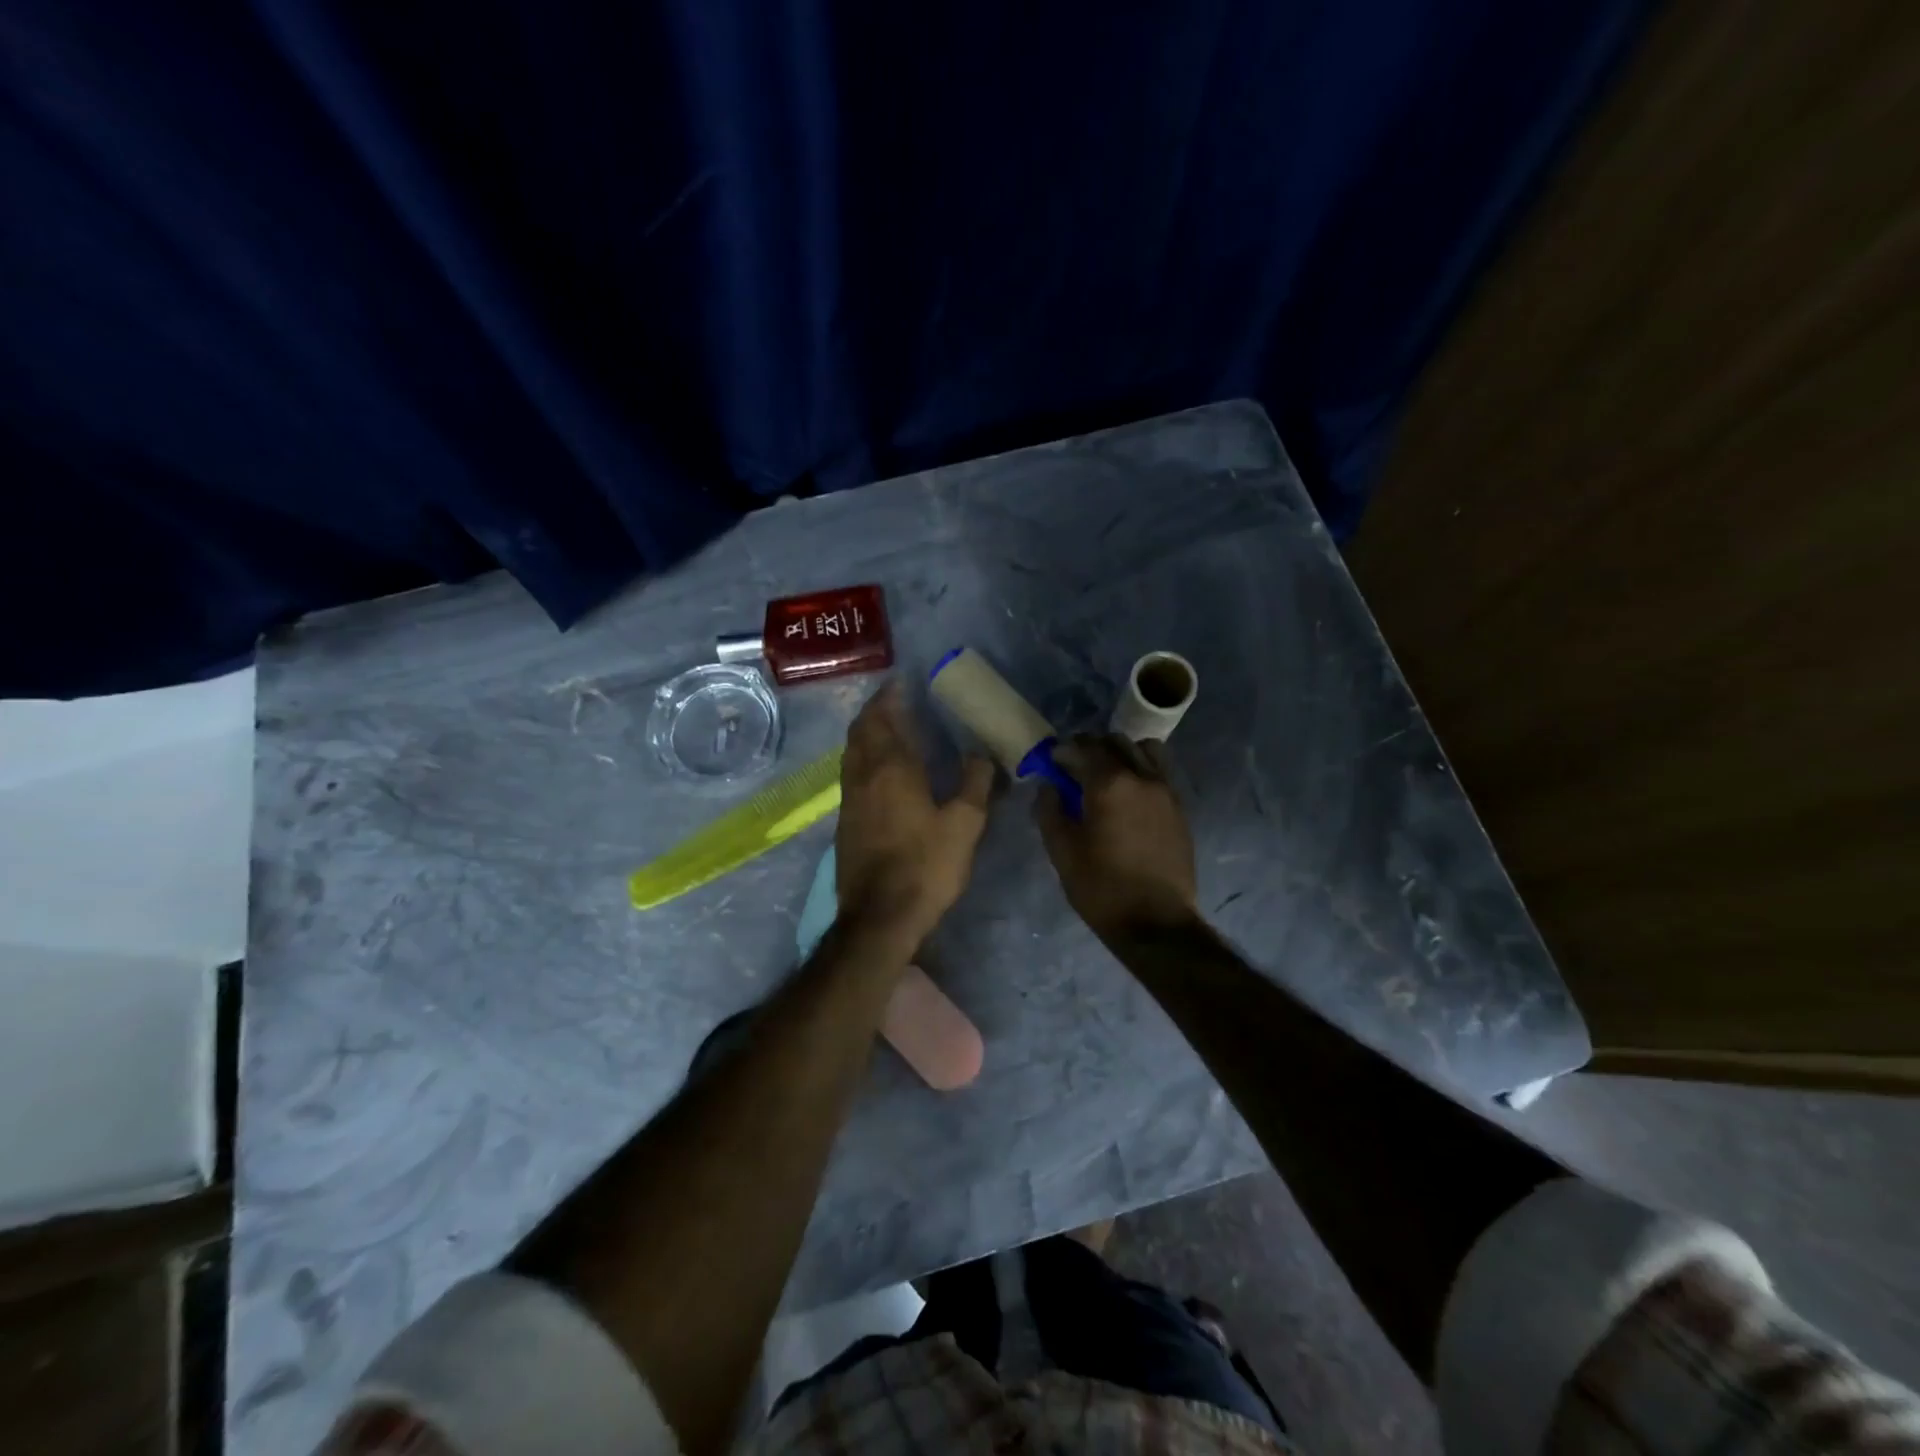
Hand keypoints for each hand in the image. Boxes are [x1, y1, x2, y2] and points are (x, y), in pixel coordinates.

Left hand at [837, 681, 996, 942]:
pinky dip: (863, 757)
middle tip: (894, 700)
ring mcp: (849, 799)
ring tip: (886, 728)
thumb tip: (981, 753)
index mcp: (891, 768)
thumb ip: (975, 782)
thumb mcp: (965, 824)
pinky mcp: (845, 821)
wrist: (880, 916)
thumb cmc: (925, 866)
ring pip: (852, 752)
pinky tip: (880, 771)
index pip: (884, 718)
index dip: (890, 697)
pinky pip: (852, 773)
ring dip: (866, 733)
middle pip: (861, 730)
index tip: (901, 681)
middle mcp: (863, 775)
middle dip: (875, 710)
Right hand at [1035, 734, 1197, 940]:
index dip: (1062, 751)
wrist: (1157, 924)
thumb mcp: (1062, 852)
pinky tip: (1128, 796)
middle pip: (1114, 741)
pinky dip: (1140, 769)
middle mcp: (1142, 776)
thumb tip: (1049, 785)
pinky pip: (1159, 771)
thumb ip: (1050, 810)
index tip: (1050, 762)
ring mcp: (1166, 790)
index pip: (1082, 747)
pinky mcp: (1179, 807)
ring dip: (1120, 754)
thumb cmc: (1102, 889)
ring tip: (1106, 777)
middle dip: (1090, 748)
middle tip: (1074, 769)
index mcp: (1109, 784)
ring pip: (1142, 750)